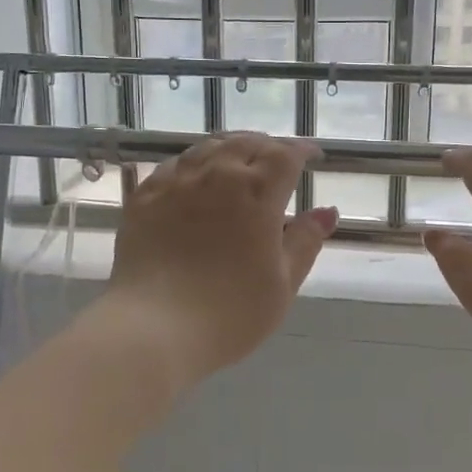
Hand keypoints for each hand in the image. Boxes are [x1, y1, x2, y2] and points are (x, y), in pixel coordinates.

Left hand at [105, 133, 337, 386]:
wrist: (154, 328)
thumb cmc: (230, 313)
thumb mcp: (282, 283)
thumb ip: (305, 242)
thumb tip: (327, 211)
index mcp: (257, 193)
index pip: (285, 155)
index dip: (302, 151)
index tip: (312, 157)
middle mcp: (217, 175)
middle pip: (246, 143)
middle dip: (267, 147)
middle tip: (277, 160)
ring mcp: (176, 183)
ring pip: (208, 148)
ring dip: (231, 149)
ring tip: (239, 161)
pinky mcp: (145, 197)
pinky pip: (174, 165)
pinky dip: (194, 163)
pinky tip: (195, 177)